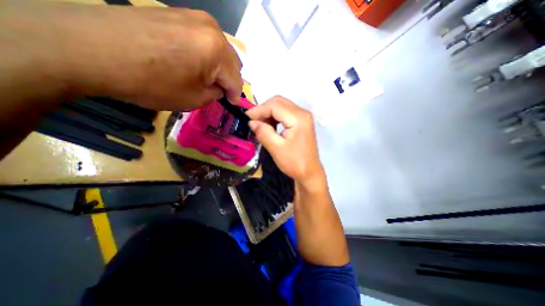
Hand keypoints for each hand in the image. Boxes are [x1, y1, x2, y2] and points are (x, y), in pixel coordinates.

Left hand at [2, 0, 240, 110]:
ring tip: (204, 77)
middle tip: (216, 90)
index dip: (235, 95)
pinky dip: (205, 55)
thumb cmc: (151, 82)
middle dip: (228, 79)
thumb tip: (219, 88)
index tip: (229, 103)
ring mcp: (194, 17)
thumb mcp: (193, 99)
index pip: (237, 80)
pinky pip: (204, 40)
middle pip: (232, 62)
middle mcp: (212, 29)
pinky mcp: (178, 13)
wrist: (90, 49)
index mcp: (218, 51)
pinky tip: (191, 62)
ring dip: (218, 67)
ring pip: (220, 50)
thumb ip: (215, 94)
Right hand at [246, 96, 321, 186]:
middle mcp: (303, 113)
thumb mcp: (276, 149)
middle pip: (279, 102)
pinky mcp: (301, 122)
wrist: (309, 172)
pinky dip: (275, 117)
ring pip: (281, 106)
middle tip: (252, 121)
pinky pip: (285, 113)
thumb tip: (252, 122)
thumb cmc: (295, 163)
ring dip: (268, 113)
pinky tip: (269, 126)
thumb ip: (263, 133)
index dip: (259, 110)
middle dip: (263, 110)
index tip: (246, 118)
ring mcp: (303, 117)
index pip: (275, 105)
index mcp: (298, 118)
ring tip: (259, 124)